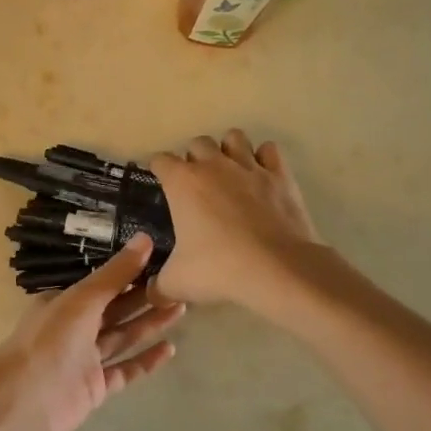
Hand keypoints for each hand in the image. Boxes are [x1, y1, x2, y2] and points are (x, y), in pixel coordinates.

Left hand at [0, 235, 183, 430]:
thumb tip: (145, 238)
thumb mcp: (82, 299)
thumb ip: (115, 274)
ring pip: (123, 336)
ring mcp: (85, 359)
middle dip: (145, 297)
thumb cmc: (50, 341)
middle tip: (181, 284)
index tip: (162, 260)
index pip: (104, 283)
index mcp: (65, 301)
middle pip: (116, 309)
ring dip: (150, 324)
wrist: (24, 403)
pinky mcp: (96, 387)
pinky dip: (146, 360)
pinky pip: (125, 369)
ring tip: (182, 308)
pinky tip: (170, 349)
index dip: (131, 272)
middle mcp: (75, 327)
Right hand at [150, 130, 321, 311]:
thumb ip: (158, 286)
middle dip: (194, 157)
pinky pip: (269, 151)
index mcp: (182, 182)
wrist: (277, 269)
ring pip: (234, 137)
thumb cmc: (219, 269)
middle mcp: (213, 165)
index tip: (160, 182)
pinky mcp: (279, 175)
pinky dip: (264, 158)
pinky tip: (261, 176)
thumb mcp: (178, 283)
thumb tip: (150, 293)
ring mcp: (249, 166)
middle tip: (196, 183)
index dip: (158, 169)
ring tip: (229, 171)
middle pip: (197, 142)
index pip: (160, 160)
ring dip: (228, 149)